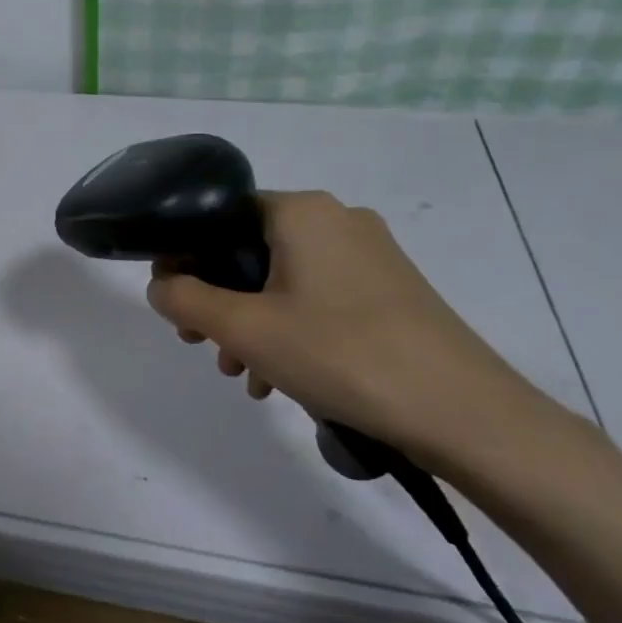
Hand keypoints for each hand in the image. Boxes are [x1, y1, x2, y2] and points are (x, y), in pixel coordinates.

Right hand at [145, 191, 554, 468]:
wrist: (460, 410)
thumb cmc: (340, 353)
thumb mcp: (243, 329)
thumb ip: (185, 299)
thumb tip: (160, 285)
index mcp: (301, 211)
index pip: (220, 218)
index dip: (186, 259)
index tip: (174, 305)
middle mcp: (337, 220)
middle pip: (250, 252)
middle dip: (218, 302)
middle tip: (202, 346)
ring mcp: (370, 255)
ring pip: (282, 281)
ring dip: (251, 325)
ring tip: (244, 375)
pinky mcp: (389, 290)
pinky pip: (317, 299)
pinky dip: (289, 331)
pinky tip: (280, 380)